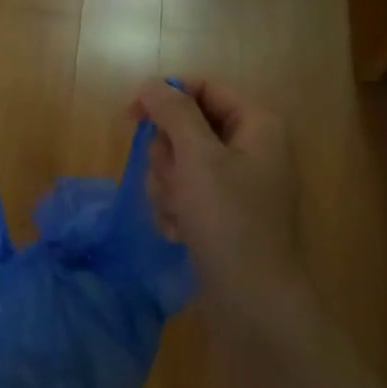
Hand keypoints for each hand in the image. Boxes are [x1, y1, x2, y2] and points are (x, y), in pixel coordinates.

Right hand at [132, 78, 304, 327]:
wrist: (252, 302)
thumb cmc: (228, 221)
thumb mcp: (198, 158)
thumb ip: (173, 113)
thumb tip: (152, 84)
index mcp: (256, 125)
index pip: (202, 88)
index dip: (165, 97)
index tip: (130, 117)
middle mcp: (249, 148)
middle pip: (186, 128)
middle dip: (168, 157)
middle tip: (174, 181)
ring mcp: (235, 184)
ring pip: (179, 163)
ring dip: (167, 187)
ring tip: (178, 215)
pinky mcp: (221, 215)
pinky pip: (184, 194)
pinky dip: (175, 210)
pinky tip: (180, 233)